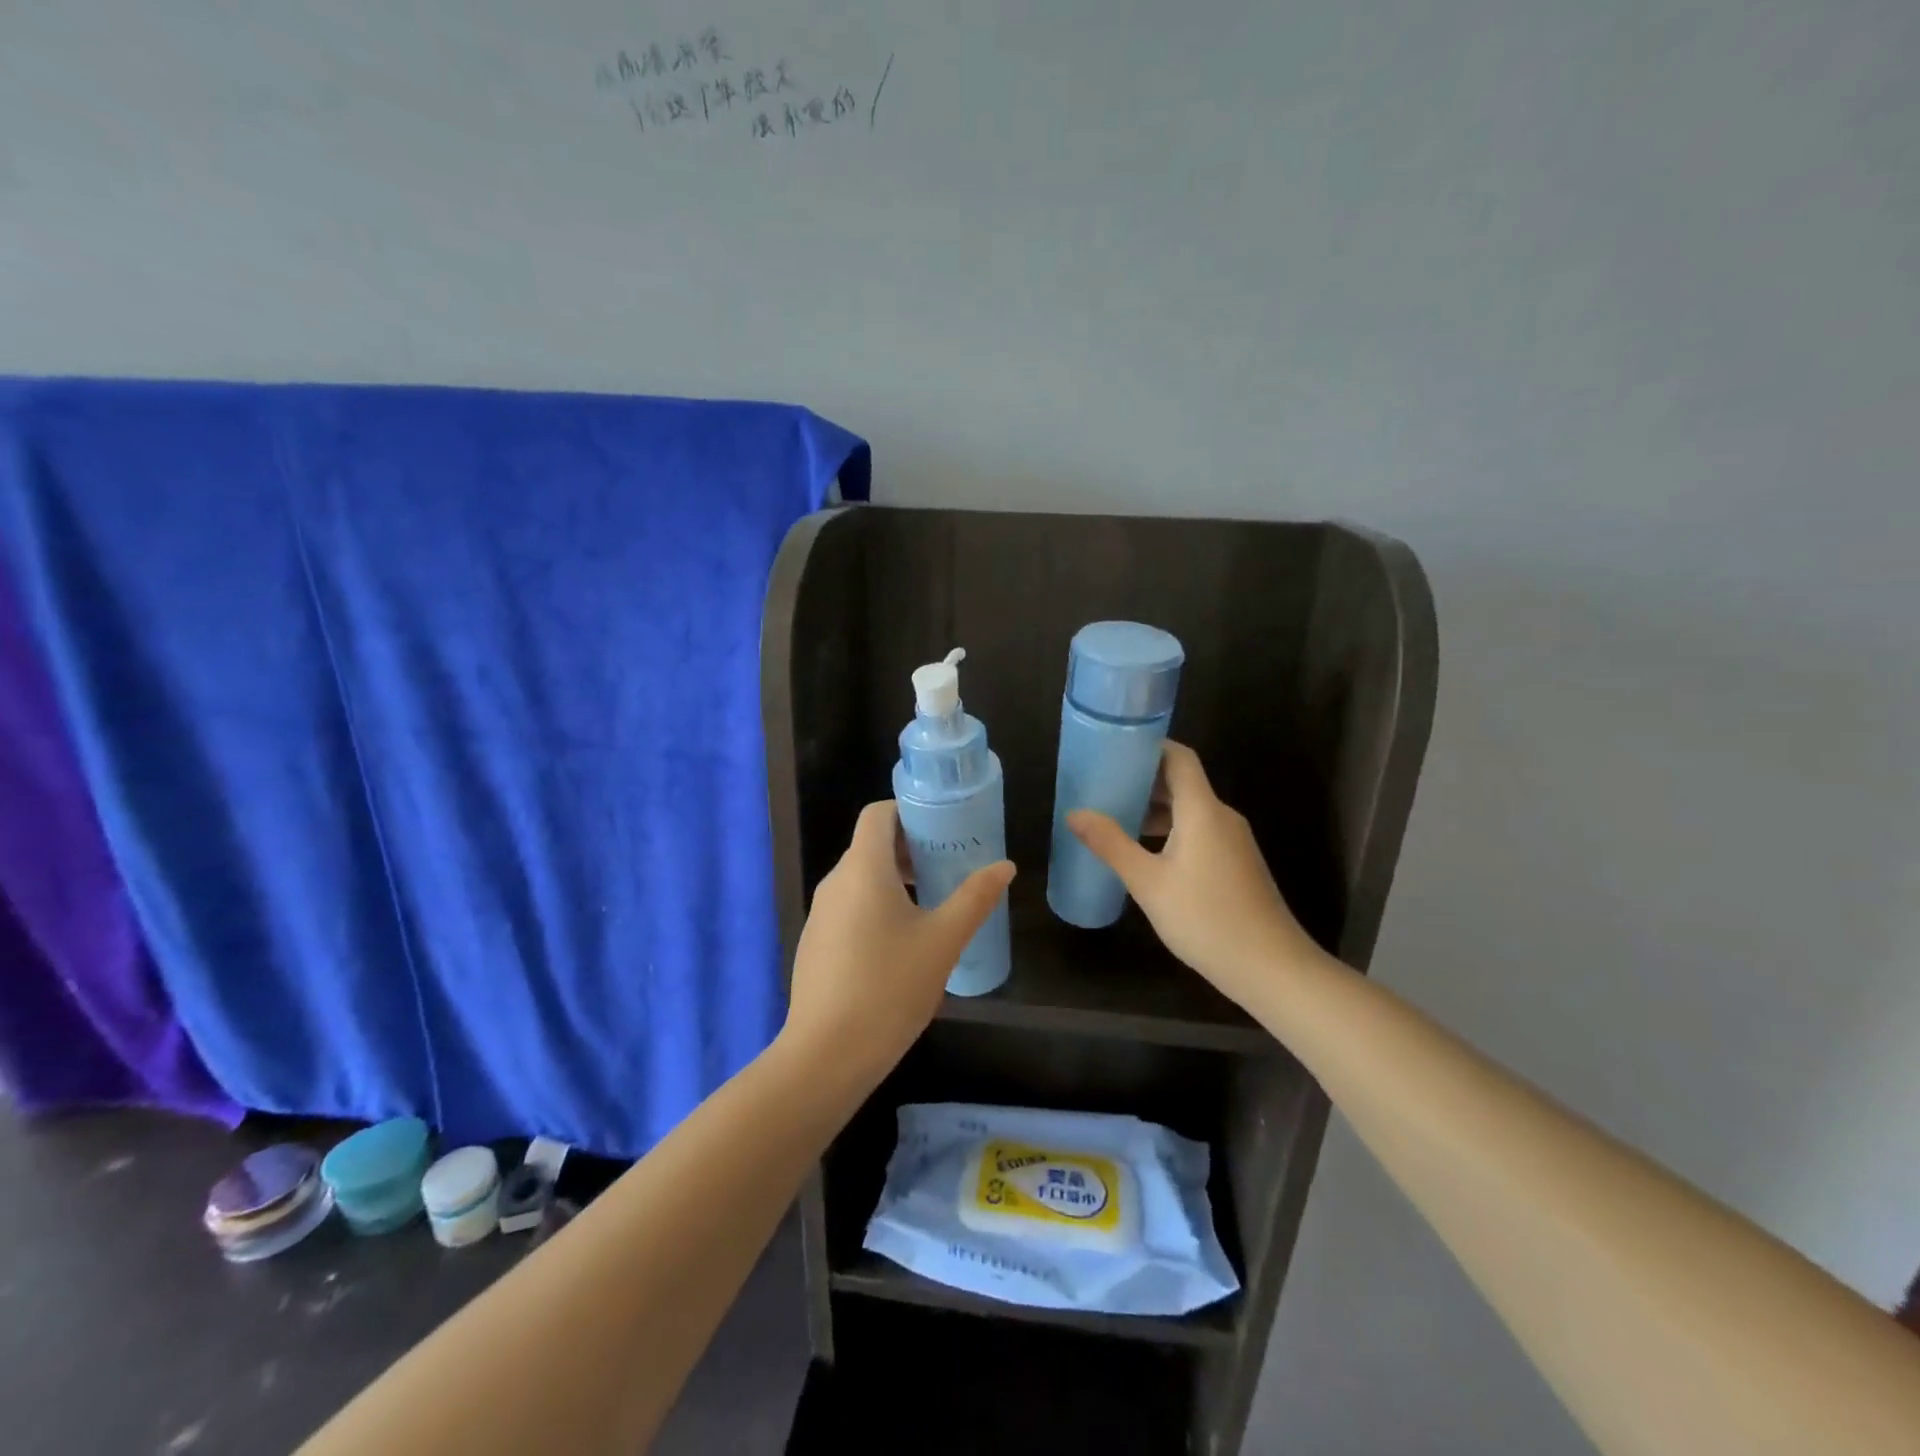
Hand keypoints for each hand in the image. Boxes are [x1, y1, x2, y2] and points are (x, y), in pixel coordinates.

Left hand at [783, 801, 1014, 1082]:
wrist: (827, 1054)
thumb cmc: (890, 986)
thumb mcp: (944, 941)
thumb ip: (975, 898)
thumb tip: (1005, 865)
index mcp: (863, 869)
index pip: (877, 814)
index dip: (908, 812)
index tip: (942, 828)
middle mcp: (834, 882)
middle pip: (870, 846)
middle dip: (909, 849)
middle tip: (948, 867)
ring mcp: (819, 915)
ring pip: (859, 879)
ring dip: (893, 880)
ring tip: (931, 905)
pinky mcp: (814, 944)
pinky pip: (848, 908)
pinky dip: (874, 907)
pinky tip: (900, 946)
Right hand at [1068, 741, 1320, 1004]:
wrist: (1271, 968)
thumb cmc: (1206, 919)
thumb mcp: (1148, 883)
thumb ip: (1111, 844)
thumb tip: (1074, 813)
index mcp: (1203, 810)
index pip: (1179, 758)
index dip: (1149, 747)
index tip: (1114, 749)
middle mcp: (1222, 816)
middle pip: (1182, 781)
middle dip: (1143, 780)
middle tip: (1102, 785)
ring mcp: (1233, 841)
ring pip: (1190, 809)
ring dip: (1155, 808)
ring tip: (1115, 818)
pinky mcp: (1236, 863)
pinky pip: (1200, 830)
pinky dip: (1171, 830)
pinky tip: (1145, 852)